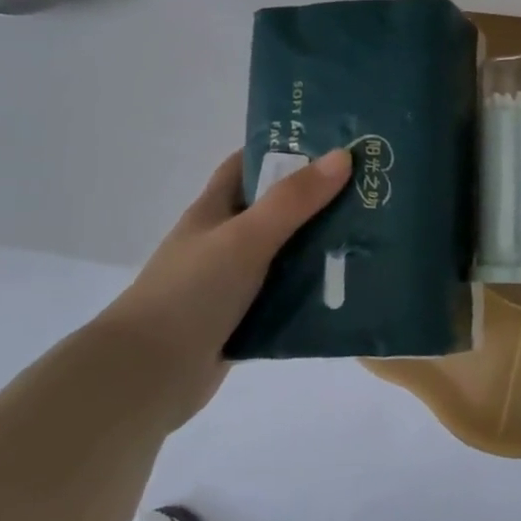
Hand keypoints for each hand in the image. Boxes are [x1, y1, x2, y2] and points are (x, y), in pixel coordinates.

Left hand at [94, 147, 351, 425]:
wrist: (146, 377)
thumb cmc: (191, 293)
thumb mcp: (245, 237)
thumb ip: (293, 200)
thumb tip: (343, 155)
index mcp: (214, 210)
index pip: (247, 164)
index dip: (283, 149)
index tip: (332, 143)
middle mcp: (223, 240)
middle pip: (276, 207)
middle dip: (317, 197)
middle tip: (369, 189)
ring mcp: (233, 280)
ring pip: (286, 252)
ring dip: (322, 244)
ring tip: (373, 234)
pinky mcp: (244, 317)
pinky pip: (288, 293)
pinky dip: (314, 287)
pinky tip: (351, 285)